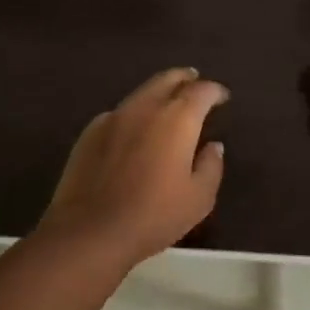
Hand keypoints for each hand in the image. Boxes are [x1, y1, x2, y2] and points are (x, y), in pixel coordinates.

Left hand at [38, 68, 228, 268]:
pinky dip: (134, 113)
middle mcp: (144, 108)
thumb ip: (211, 167)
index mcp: (176, 119)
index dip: (214, 91)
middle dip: (184, 78)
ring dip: (158, 93)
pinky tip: (135, 131)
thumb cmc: (154, 216)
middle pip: (166, 80)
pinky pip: (119, 113)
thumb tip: (213, 147)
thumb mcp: (199, 198)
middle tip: (194, 80)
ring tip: (167, 103)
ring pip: (140, 94)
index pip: (200, 91)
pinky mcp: (88, 134)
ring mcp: (112, 118)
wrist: (90, 231)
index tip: (221, 97)